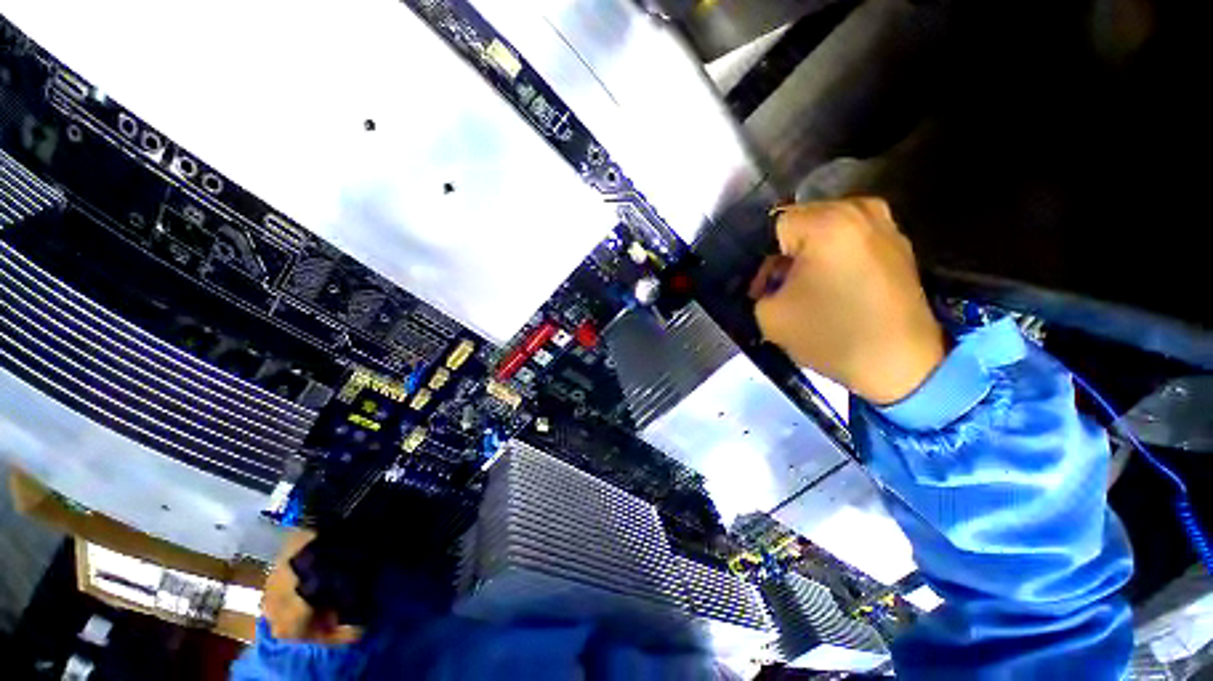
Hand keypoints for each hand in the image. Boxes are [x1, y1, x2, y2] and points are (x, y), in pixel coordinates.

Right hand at [751, 198, 944, 404]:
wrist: (901, 365)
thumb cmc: (831, 335)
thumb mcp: (770, 315)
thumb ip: (758, 288)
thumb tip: (768, 279)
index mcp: (826, 223)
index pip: (772, 226)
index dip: (759, 257)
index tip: (760, 287)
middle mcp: (859, 210)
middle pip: (801, 223)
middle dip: (783, 254)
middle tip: (778, 288)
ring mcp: (885, 225)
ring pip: (825, 231)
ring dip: (808, 256)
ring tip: (805, 289)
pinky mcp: (898, 244)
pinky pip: (850, 240)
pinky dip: (833, 258)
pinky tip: (832, 288)